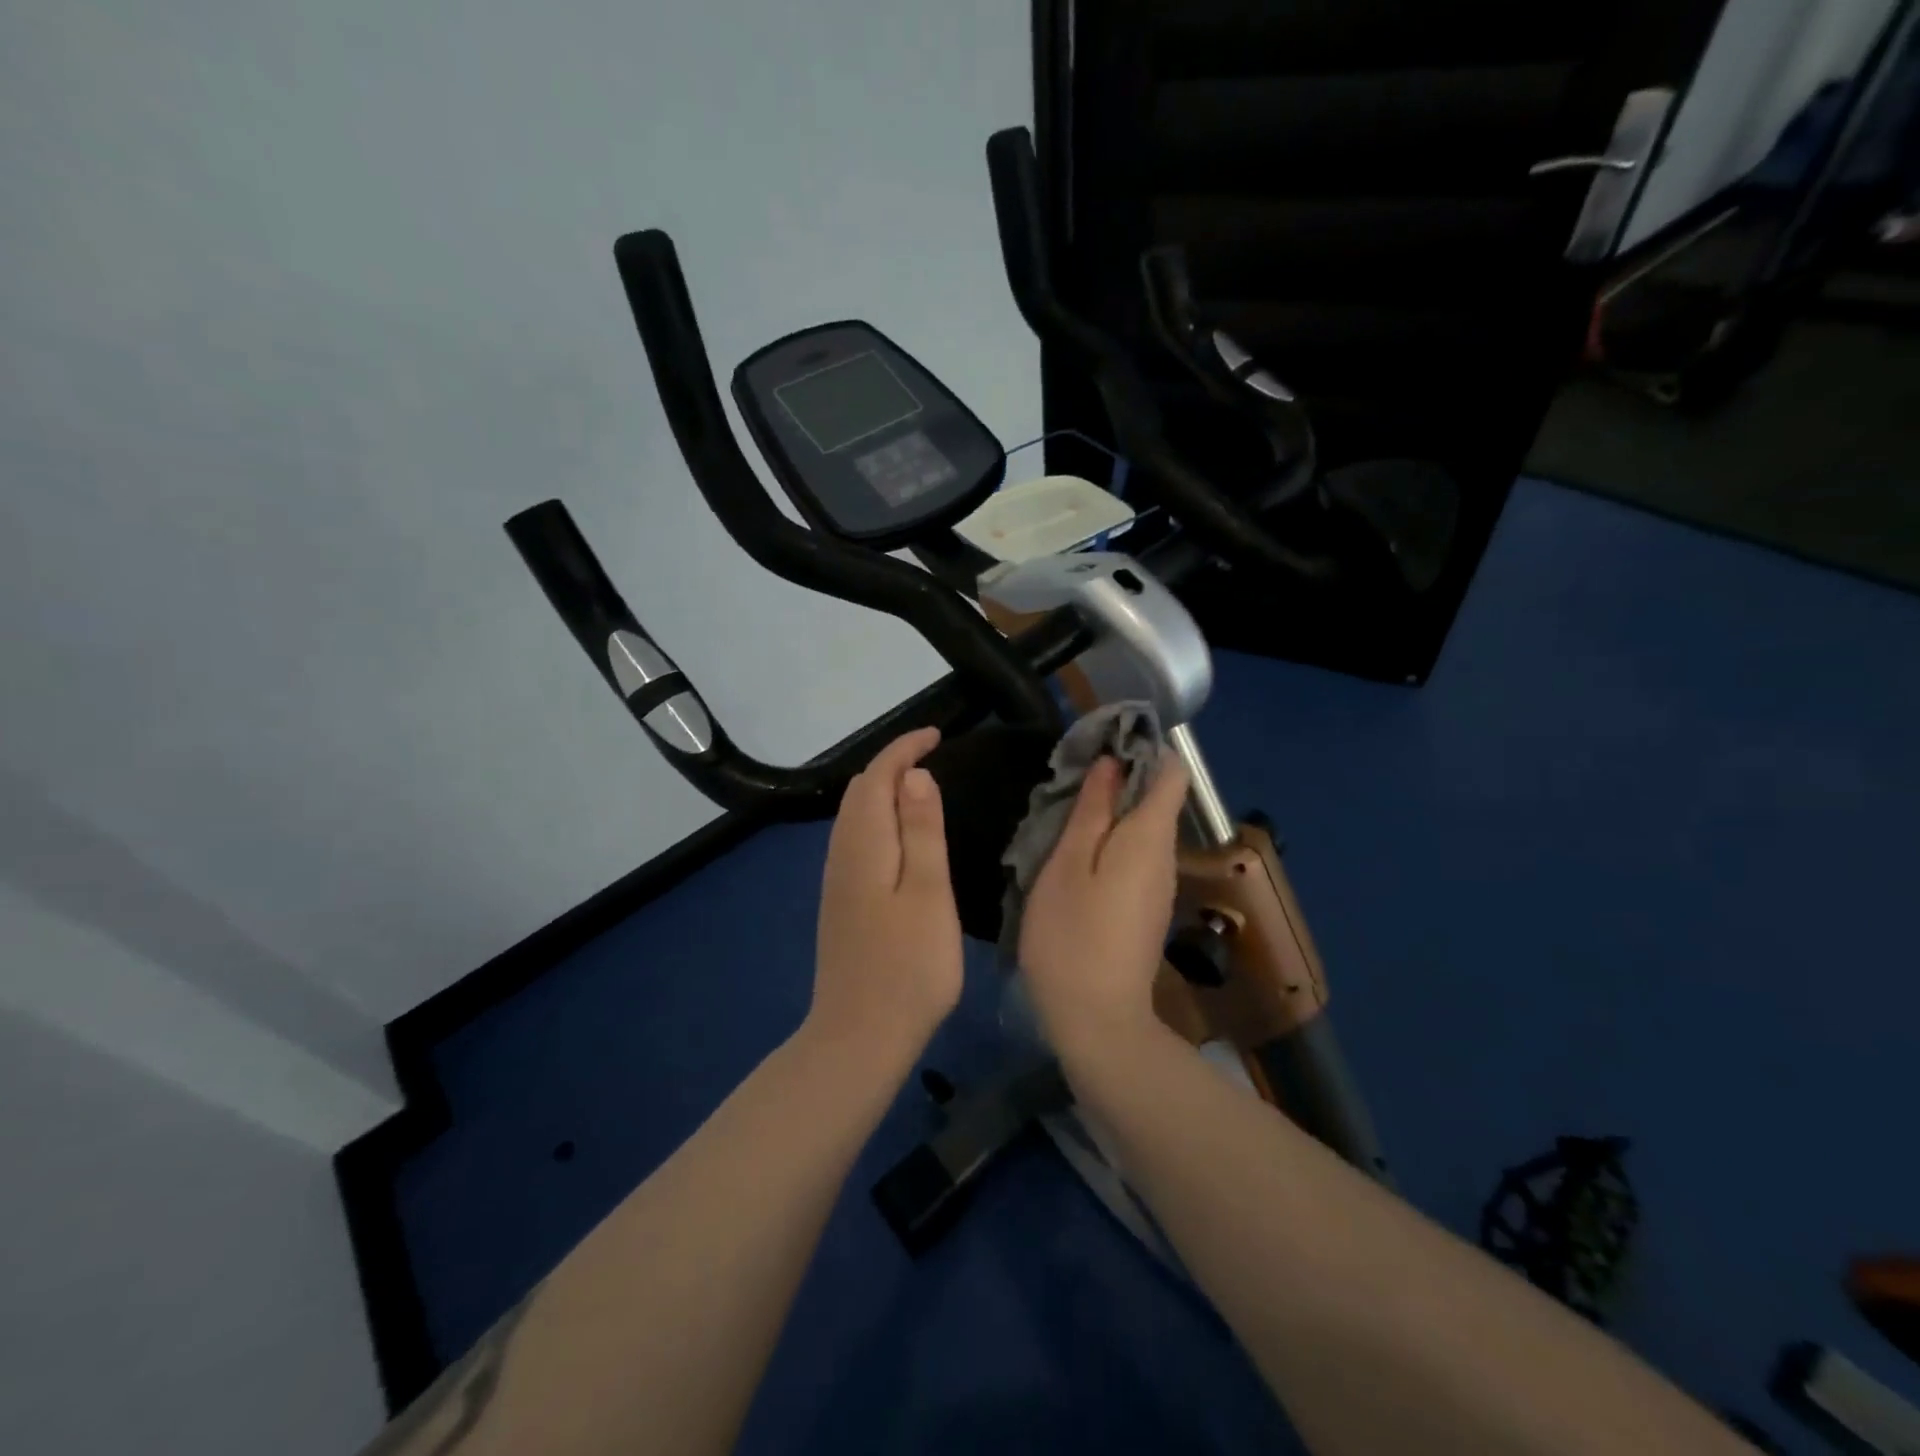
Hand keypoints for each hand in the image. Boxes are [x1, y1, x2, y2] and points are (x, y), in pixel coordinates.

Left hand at [806, 727, 962, 1067]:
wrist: (859, 1036)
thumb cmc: (908, 966)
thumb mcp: (928, 893)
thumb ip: (922, 831)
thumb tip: (914, 775)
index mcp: (863, 844)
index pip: (876, 776)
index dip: (904, 748)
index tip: (937, 735)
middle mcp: (841, 854)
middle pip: (860, 791)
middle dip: (892, 764)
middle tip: (934, 757)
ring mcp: (837, 880)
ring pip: (855, 815)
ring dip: (883, 790)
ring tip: (922, 788)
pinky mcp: (841, 902)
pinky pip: (856, 839)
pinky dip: (879, 818)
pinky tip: (901, 837)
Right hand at [1018, 753, 1189, 1059]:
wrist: (1097, 1021)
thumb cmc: (1072, 936)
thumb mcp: (1068, 865)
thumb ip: (1091, 812)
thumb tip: (1111, 764)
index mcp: (1149, 838)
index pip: (1171, 773)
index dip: (1144, 747)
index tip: (1103, 741)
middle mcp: (1165, 857)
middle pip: (1157, 799)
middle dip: (1121, 777)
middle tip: (1070, 776)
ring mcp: (1158, 887)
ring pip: (1144, 829)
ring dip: (1112, 811)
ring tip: (1066, 809)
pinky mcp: (1146, 909)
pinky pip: (1136, 856)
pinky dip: (1112, 841)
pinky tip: (1077, 852)